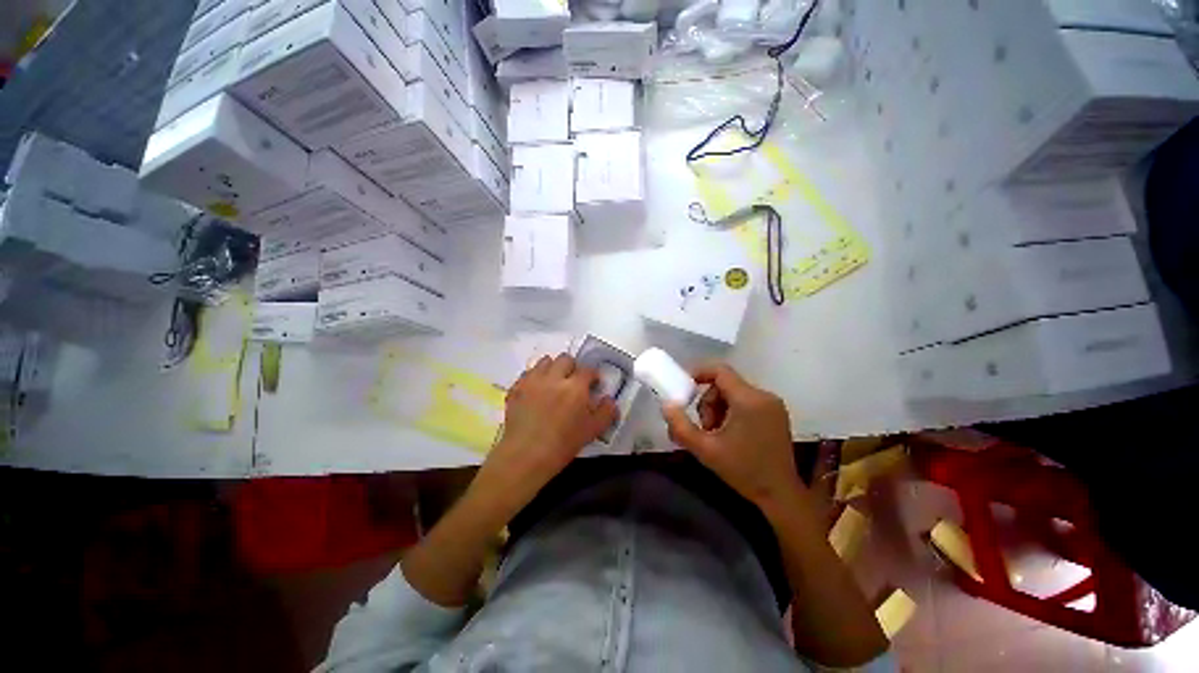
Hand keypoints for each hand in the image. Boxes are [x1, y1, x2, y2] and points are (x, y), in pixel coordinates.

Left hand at [478, 354, 618, 504]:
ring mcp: (533, 380)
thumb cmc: (562, 444)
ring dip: (552, 368)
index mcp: (575, 386)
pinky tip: (536, 391)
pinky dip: (534, 377)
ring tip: (554, 383)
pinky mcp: (516, 388)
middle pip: (565, 359)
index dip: (592, 376)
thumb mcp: (592, 431)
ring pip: (545, 361)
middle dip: (572, 367)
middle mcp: (554, 377)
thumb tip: (609, 400)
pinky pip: (527, 373)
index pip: (588, 370)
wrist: (525, 456)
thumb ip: (606, 412)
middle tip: (573, 382)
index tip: (593, 384)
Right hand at [662, 363, 801, 508]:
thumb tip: (666, 405)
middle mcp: (764, 396)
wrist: (780, 495)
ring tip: (717, 434)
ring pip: (734, 393)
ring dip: (719, 409)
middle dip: (708, 402)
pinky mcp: (777, 413)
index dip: (699, 373)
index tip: (685, 388)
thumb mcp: (704, 450)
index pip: (720, 371)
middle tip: (705, 428)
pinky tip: (731, 434)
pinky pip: (746, 401)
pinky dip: (732, 411)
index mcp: (748, 400)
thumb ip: (680, 426)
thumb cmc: (742, 471)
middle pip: (725, 384)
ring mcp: (773, 404)